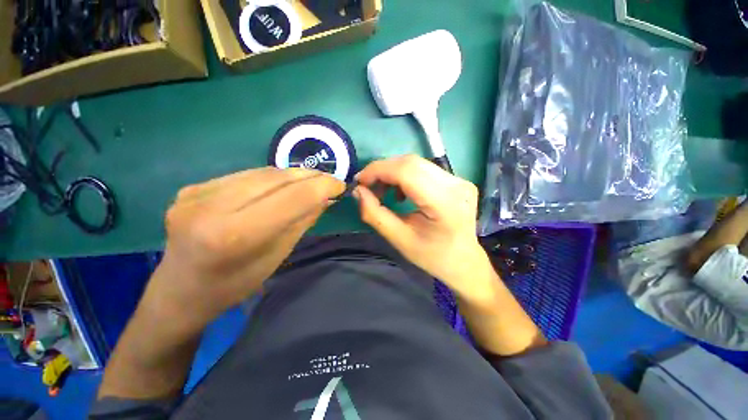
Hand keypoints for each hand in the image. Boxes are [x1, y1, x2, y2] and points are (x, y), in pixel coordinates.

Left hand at [146, 167, 344, 330]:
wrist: (179, 291)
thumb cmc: (226, 290)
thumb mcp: (266, 266)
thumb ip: (293, 228)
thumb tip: (322, 198)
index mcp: (229, 238)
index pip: (284, 200)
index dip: (317, 187)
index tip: (339, 183)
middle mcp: (207, 208)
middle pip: (267, 179)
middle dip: (302, 176)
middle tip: (325, 178)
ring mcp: (193, 195)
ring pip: (251, 174)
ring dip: (281, 176)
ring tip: (301, 181)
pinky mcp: (188, 189)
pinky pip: (233, 178)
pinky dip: (255, 182)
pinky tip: (266, 190)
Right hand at [354, 155, 494, 301]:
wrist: (464, 262)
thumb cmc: (432, 257)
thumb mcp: (400, 240)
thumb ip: (375, 214)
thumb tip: (358, 191)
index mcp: (445, 203)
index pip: (407, 171)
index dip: (378, 170)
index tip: (359, 182)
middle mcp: (456, 185)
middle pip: (412, 162)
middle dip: (384, 170)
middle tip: (368, 188)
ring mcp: (461, 180)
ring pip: (418, 163)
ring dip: (394, 172)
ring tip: (384, 193)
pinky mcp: (460, 180)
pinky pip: (427, 169)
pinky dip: (408, 175)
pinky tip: (403, 193)